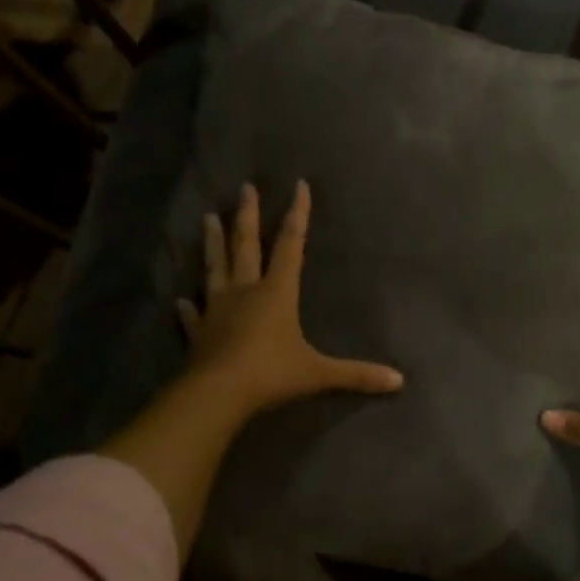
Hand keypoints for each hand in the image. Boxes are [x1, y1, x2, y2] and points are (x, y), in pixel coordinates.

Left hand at [177, 180, 404, 417]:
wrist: (217, 394)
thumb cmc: (271, 373)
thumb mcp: (318, 373)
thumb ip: (356, 374)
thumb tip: (399, 380)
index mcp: (277, 292)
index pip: (290, 245)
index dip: (297, 215)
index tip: (298, 186)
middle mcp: (245, 292)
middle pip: (246, 246)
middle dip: (248, 216)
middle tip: (244, 188)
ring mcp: (217, 310)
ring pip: (215, 268)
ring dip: (213, 243)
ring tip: (206, 218)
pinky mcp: (198, 333)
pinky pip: (193, 316)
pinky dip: (187, 308)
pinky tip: (180, 300)